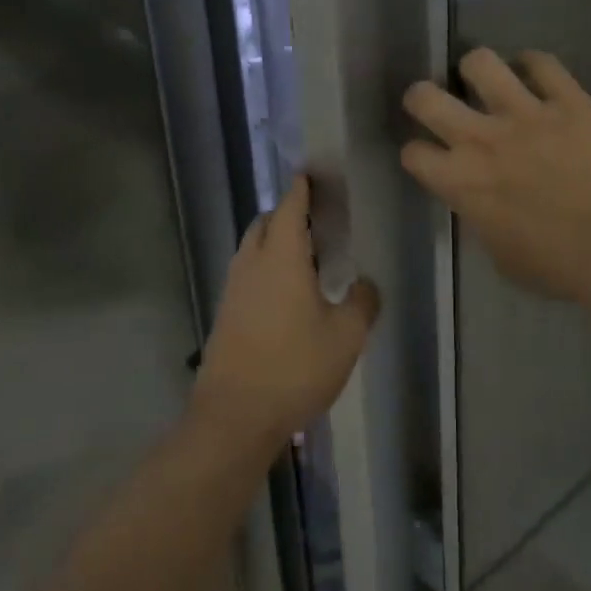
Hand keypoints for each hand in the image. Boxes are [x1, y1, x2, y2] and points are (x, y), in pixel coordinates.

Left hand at [192, 176, 378, 457]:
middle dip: (287, 213)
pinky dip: (265, 266)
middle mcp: (252, 263)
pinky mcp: (225, 313)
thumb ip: (362, 303)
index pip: (290, 207)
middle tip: (316, 219)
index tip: (311, 175)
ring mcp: (233, 288)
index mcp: (282, 257)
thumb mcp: (346, 337)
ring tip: (303, 255)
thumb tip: (365, 285)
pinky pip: (246, 273)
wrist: (234, 415)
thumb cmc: (295, 367)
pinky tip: (285, 292)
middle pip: (266, 223)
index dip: (301, 189)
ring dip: (274, 241)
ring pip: (252, 248)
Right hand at [401, 48, 590, 307]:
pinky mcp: (569, 100)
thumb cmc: (560, 267)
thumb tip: (483, 205)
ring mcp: (525, 113)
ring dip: (478, 70)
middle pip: (424, 96)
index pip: (413, 152)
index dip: (419, 153)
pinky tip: (538, 74)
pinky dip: (534, 65)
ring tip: (489, 81)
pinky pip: (542, 63)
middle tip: (439, 103)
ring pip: (480, 62)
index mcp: (461, 183)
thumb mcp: (503, 257)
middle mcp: (481, 139)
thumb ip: (482, 220)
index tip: (432, 157)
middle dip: (423, 96)